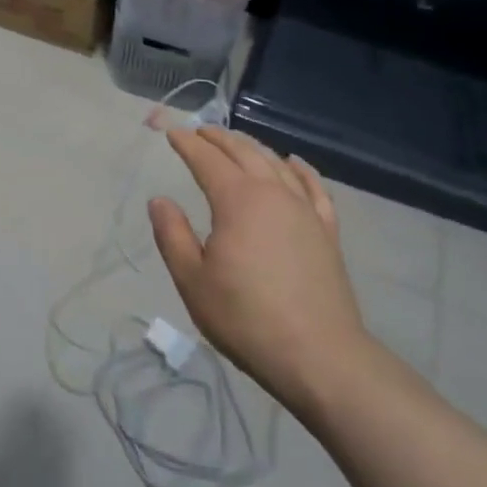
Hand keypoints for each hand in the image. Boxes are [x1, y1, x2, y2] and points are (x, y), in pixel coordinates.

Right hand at [148, 127, 371, 414]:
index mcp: (237, 200)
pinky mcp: (327, 230)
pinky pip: (313, 187)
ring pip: (276, 164)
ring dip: (253, 147)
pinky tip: (294, 163)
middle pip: (243, 153)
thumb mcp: (193, 281)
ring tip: (237, 142)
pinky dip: (301, 169)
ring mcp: (304, 209)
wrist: (318, 354)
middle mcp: (273, 193)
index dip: (187, 144)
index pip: (207, 160)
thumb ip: (172, 235)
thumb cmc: (245, 318)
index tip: (172, 133)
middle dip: (219, 138)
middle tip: (200, 131)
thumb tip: (159, 200)